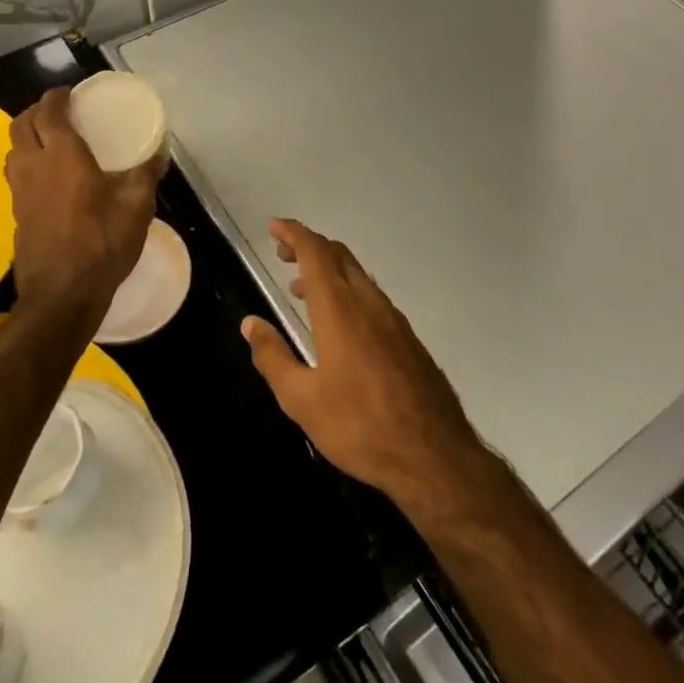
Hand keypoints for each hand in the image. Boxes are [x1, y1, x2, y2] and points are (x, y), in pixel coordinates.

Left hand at [5, 87, 163, 326]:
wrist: (62, 294)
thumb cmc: (101, 243)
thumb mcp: (136, 207)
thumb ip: (146, 174)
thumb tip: (159, 152)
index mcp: (62, 156)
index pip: (48, 112)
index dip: (56, 97)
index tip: (70, 92)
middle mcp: (34, 166)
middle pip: (20, 125)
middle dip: (36, 111)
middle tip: (58, 113)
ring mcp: (20, 191)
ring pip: (12, 150)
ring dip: (26, 137)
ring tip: (50, 141)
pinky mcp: (16, 213)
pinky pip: (15, 175)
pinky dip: (27, 163)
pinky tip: (48, 178)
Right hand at [242, 219, 490, 517]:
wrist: (433, 455)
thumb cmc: (359, 426)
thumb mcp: (301, 400)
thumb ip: (273, 357)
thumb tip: (250, 324)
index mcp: (340, 309)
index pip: (315, 253)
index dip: (294, 234)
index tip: (274, 227)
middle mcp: (368, 302)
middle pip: (338, 255)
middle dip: (310, 246)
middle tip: (283, 253)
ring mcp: (393, 318)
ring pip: (358, 275)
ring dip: (329, 270)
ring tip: (302, 290)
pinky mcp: (408, 338)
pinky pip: (372, 297)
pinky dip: (348, 291)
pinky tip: (340, 323)